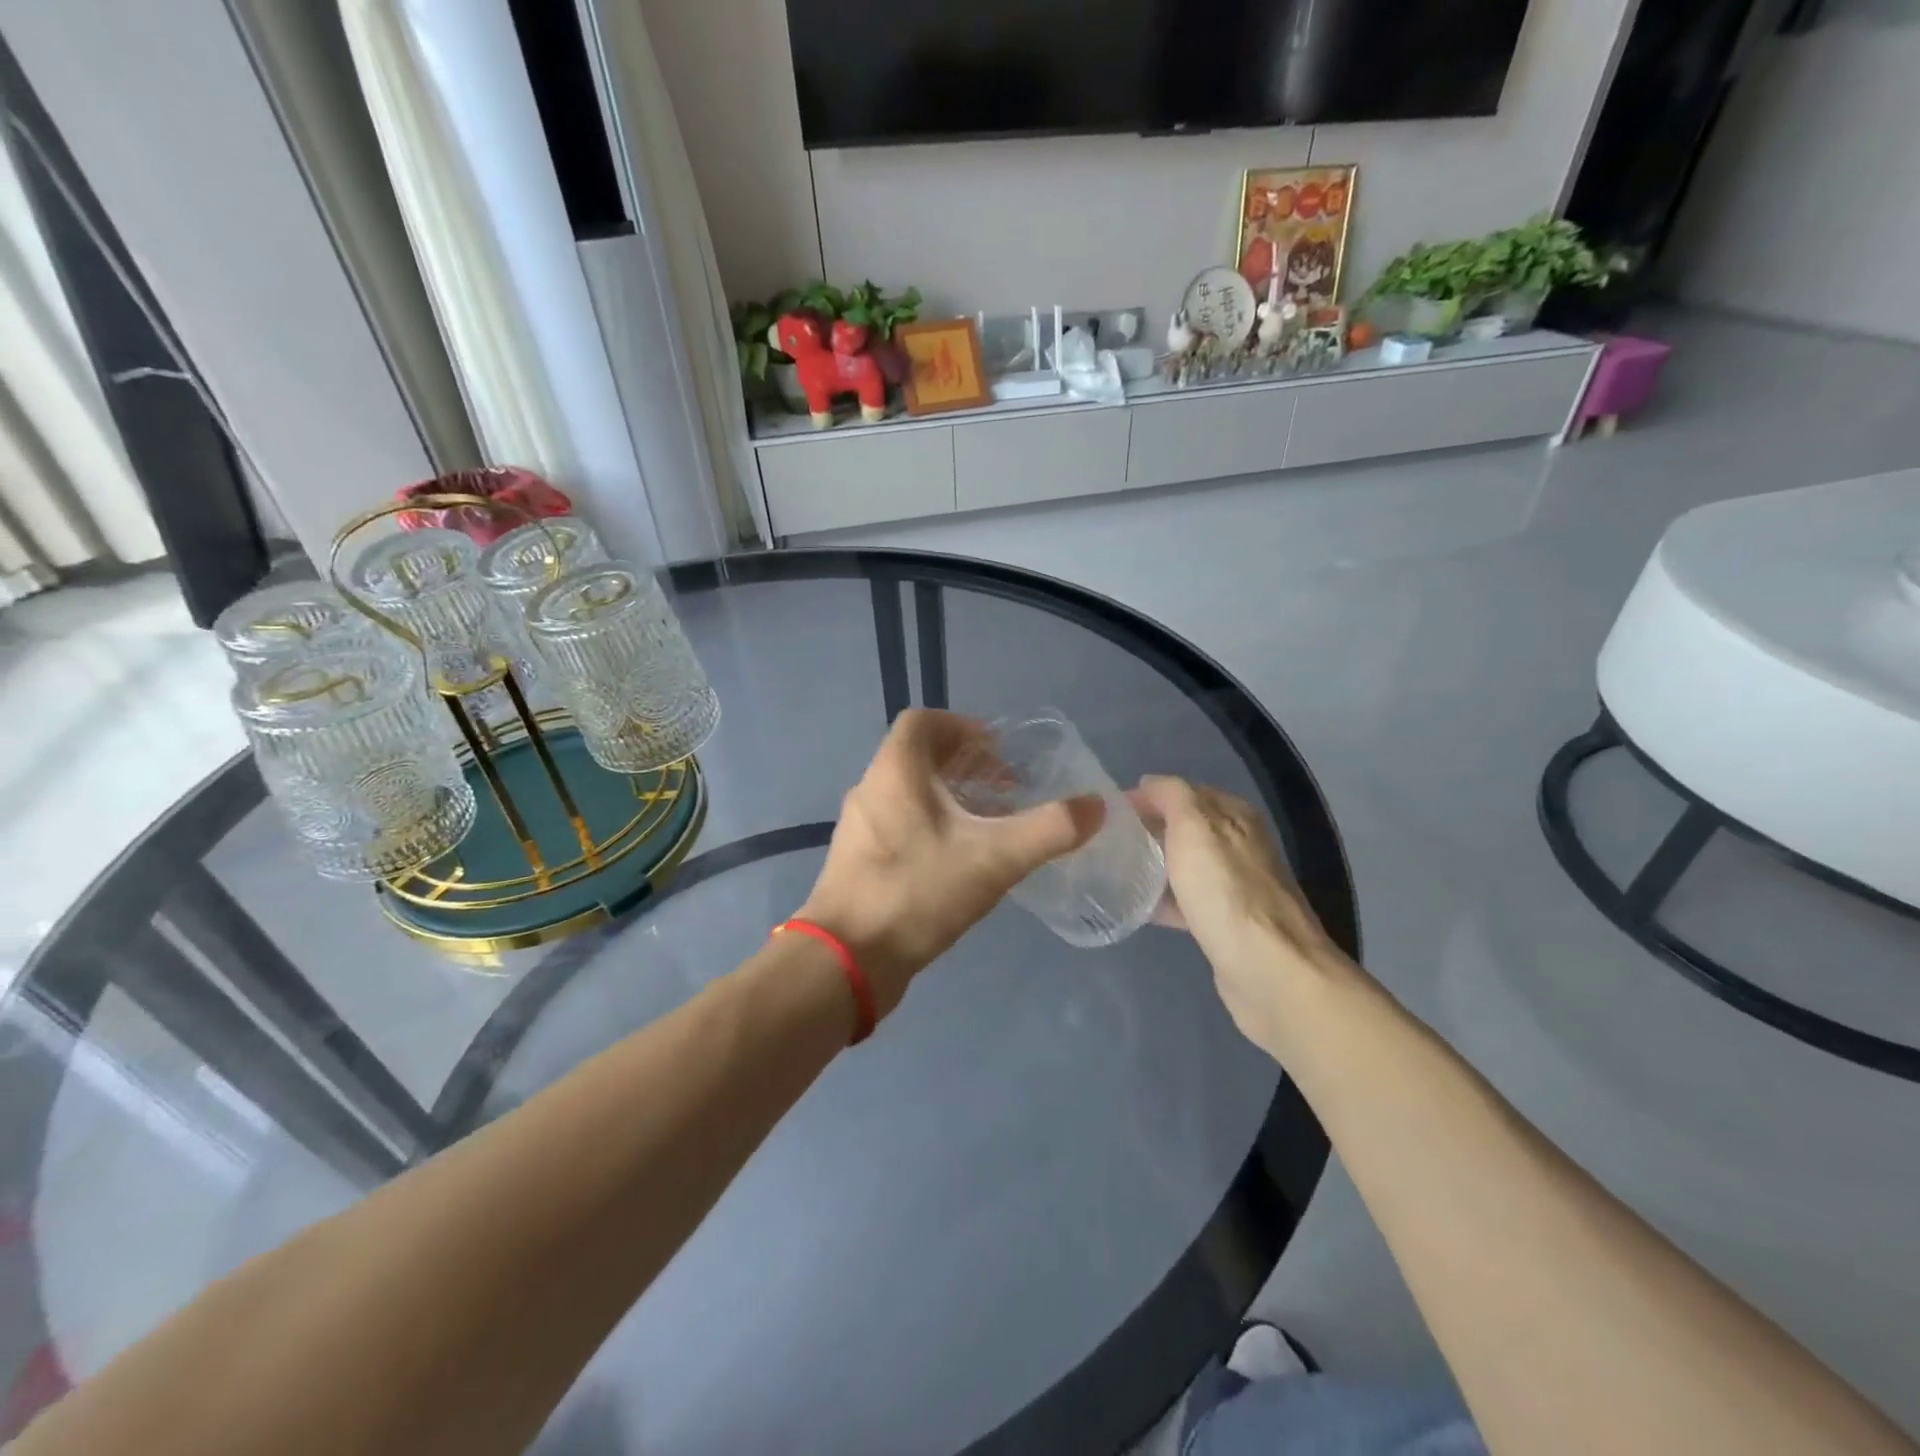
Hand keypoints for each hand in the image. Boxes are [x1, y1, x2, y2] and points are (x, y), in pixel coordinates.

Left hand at [798, 710, 1104, 1019]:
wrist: (845, 961)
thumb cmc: (915, 893)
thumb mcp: (993, 859)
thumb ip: (1048, 830)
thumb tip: (1096, 806)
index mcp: (894, 771)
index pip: (922, 721)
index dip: (963, 727)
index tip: (999, 752)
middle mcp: (871, 789)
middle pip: (918, 757)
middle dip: (965, 766)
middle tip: (1005, 789)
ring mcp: (860, 828)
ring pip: (909, 794)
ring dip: (949, 799)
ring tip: (990, 825)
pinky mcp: (858, 862)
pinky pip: (899, 826)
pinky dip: (931, 827)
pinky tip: (959, 862)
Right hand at [1129, 776, 1344, 1052]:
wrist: (1270, 971)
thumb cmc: (1227, 892)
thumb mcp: (1195, 828)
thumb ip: (1172, 796)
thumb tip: (1149, 783)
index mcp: (1234, 816)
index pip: (1183, 792)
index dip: (1147, 797)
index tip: (1108, 811)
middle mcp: (1238, 844)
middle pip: (1183, 828)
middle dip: (1147, 830)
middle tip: (1105, 840)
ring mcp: (1234, 885)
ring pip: (1183, 864)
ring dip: (1152, 864)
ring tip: (1111, 870)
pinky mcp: (1225, 922)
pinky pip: (1186, 900)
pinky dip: (1162, 898)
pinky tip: (1134, 907)